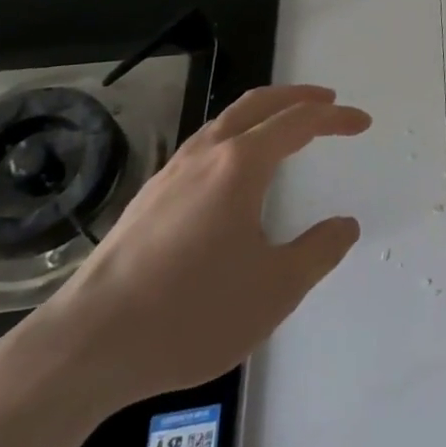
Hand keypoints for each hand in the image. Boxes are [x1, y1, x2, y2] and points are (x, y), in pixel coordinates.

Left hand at [28, 84, 369, 411]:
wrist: (83, 349)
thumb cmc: (189, 314)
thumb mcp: (274, 290)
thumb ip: (318, 252)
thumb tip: (344, 226)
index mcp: (240, 165)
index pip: (299, 122)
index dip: (335, 118)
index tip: (362, 122)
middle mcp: (205, 155)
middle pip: (258, 104)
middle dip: (298, 97)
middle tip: (327, 102)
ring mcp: (170, 174)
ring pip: (225, 121)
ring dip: (263, 113)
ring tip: (284, 128)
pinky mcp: (146, 200)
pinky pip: (203, 145)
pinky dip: (235, 136)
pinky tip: (232, 172)